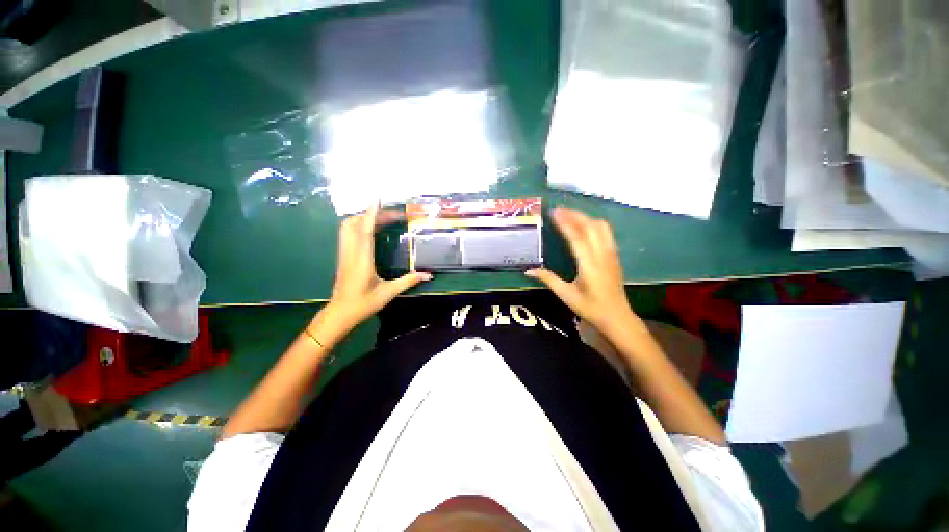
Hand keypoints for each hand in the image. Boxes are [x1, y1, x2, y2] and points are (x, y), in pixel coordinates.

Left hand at [319, 204, 431, 340]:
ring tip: (382, 219)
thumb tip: (428, 275)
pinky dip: (358, 226)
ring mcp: (344, 253)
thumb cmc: (364, 303)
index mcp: (362, 259)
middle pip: (354, 223)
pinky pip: (348, 234)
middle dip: (371, 214)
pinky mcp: (343, 256)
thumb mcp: (389, 293)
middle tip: (391, 215)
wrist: (340, 314)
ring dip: (363, 218)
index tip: (377, 199)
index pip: (365, 230)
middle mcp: (351, 252)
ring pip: (348, 227)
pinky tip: (371, 230)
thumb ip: (408, 281)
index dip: (371, 213)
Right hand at [526, 207, 636, 334]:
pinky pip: (606, 232)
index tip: (553, 212)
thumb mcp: (566, 295)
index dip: (565, 223)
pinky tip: (584, 224)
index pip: (577, 237)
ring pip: (601, 227)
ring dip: (585, 217)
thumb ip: (548, 279)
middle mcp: (602, 255)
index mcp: (589, 265)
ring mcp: (611, 253)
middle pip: (590, 226)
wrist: (617, 317)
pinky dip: (593, 223)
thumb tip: (528, 270)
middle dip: (574, 214)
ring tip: (569, 214)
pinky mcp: (614, 255)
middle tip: (558, 209)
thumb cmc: (590, 308)